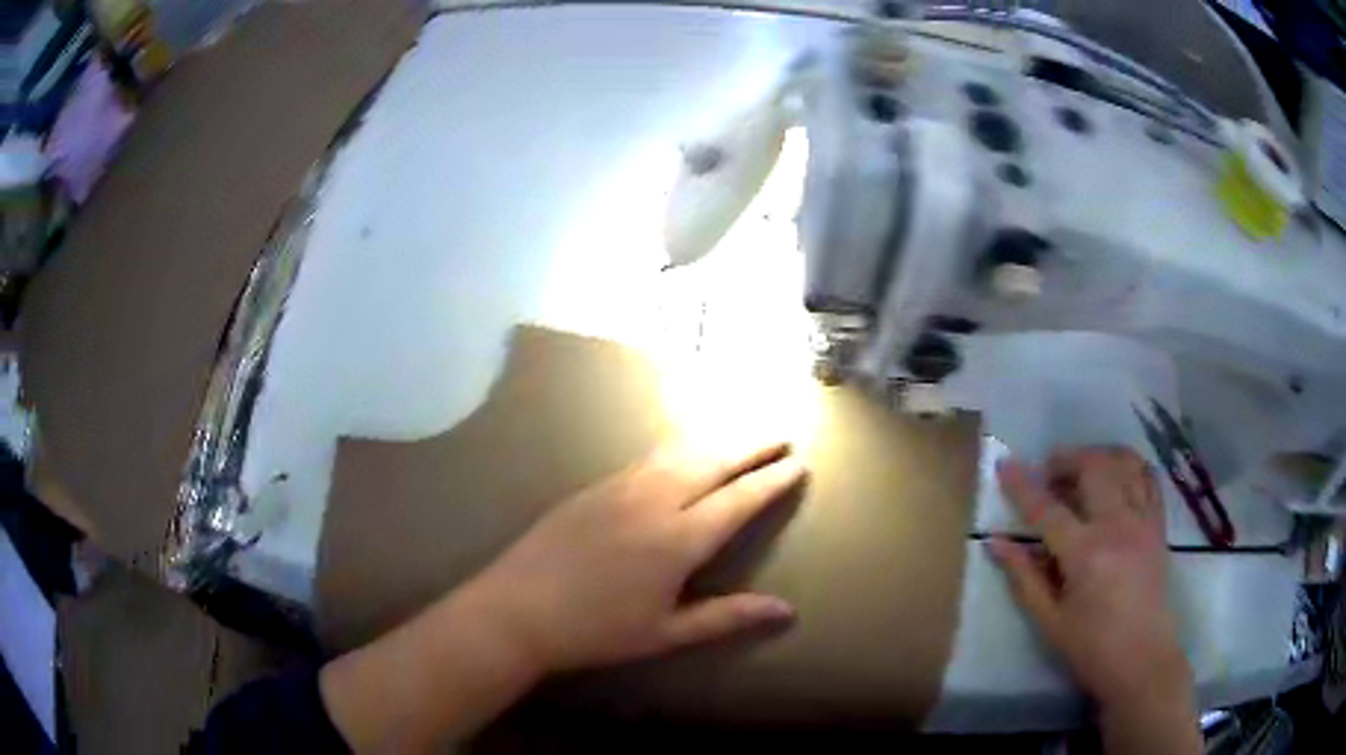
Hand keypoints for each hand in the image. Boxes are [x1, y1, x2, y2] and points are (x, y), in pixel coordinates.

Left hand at [320, 439, 804, 749]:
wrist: (517, 610)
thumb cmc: (596, 632)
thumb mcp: (667, 633)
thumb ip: (728, 617)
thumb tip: (787, 611)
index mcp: (678, 539)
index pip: (738, 500)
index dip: (771, 480)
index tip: (798, 463)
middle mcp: (654, 501)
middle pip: (712, 462)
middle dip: (751, 446)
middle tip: (780, 433)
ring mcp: (620, 488)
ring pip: (678, 451)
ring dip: (715, 439)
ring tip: (740, 432)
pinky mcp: (593, 488)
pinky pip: (646, 458)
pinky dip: (676, 447)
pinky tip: (679, 448)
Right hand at [990, 447, 1199, 752]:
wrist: (1142, 659)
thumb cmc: (1091, 646)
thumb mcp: (1049, 620)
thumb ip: (1024, 577)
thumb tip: (996, 542)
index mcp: (1085, 554)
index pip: (1047, 509)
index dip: (1022, 485)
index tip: (1004, 464)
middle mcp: (1117, 525)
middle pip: (1092, 468)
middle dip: (1066, 460)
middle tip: (1049, 474)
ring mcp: (1143, 520)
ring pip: (1123, 463)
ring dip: (1098, 456)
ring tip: (1081, 470)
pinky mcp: (1158, 524)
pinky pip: (1148, 478)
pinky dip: (1129, 467)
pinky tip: (1116, 477)